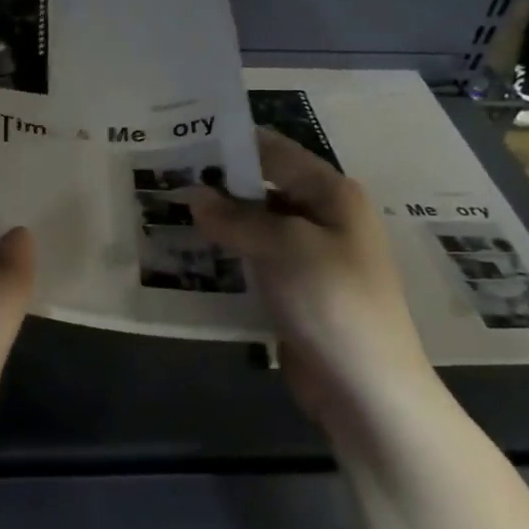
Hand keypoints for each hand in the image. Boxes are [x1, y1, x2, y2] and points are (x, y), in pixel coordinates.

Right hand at [195, 129, 435, 446]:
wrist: (365, 386)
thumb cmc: (332, 301)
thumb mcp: (283, 247)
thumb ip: (236, 218)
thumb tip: (196, 196)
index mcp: (331, 194)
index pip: (274, 152)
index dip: (231, 145)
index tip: (182, 141)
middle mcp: (322, 218)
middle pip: (262, 190)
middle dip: (217, 188)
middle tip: (164, 182)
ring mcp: (309, 258)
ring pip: (254, 229)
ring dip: (217, 226)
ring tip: (166, 217)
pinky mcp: (294, 293)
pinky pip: (254, 265)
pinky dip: (226, 260)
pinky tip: (189, 260)